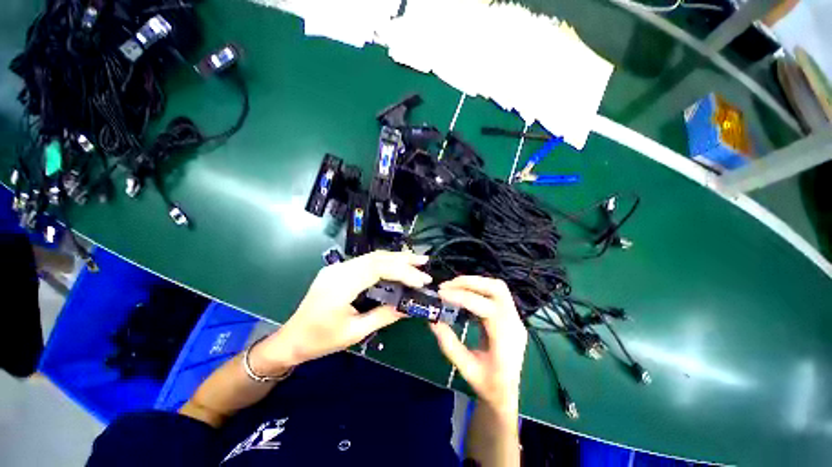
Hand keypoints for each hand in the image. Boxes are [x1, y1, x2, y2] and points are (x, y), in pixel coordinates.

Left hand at [252, 251, 431, 373]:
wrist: (291, 339)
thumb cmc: (320, 340)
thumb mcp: (355, 332)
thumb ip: (384, 316)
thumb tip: (409, 307)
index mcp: (340, 285)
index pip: (378, 269)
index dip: (402, 272)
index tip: (422, 280)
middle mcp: (340, 270)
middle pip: (376, 257)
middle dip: (403, 259)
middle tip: (424, 262)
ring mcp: (338, 267)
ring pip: (372, 257)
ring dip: (395, 258)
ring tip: (416, 261)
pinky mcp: (340, 270)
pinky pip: (366, 262)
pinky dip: (385, 262)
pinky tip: (396, 266)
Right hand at [430, 276, 526, 414]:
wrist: (507, 394)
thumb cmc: (488, 386)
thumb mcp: (465, 369)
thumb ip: (449, 344)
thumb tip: (432, 320)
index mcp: (507, 341)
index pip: (487, 308)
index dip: (463, 298)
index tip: (441, 294)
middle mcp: (515, 324)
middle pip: (497, 289)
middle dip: (470, 282)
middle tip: (446, 286)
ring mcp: (515, 318)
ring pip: (497, 287)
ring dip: (474, 282)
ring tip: (452, 287)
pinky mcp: (509, 315)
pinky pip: (495, 293)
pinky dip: (477, 288)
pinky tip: (463, 293)